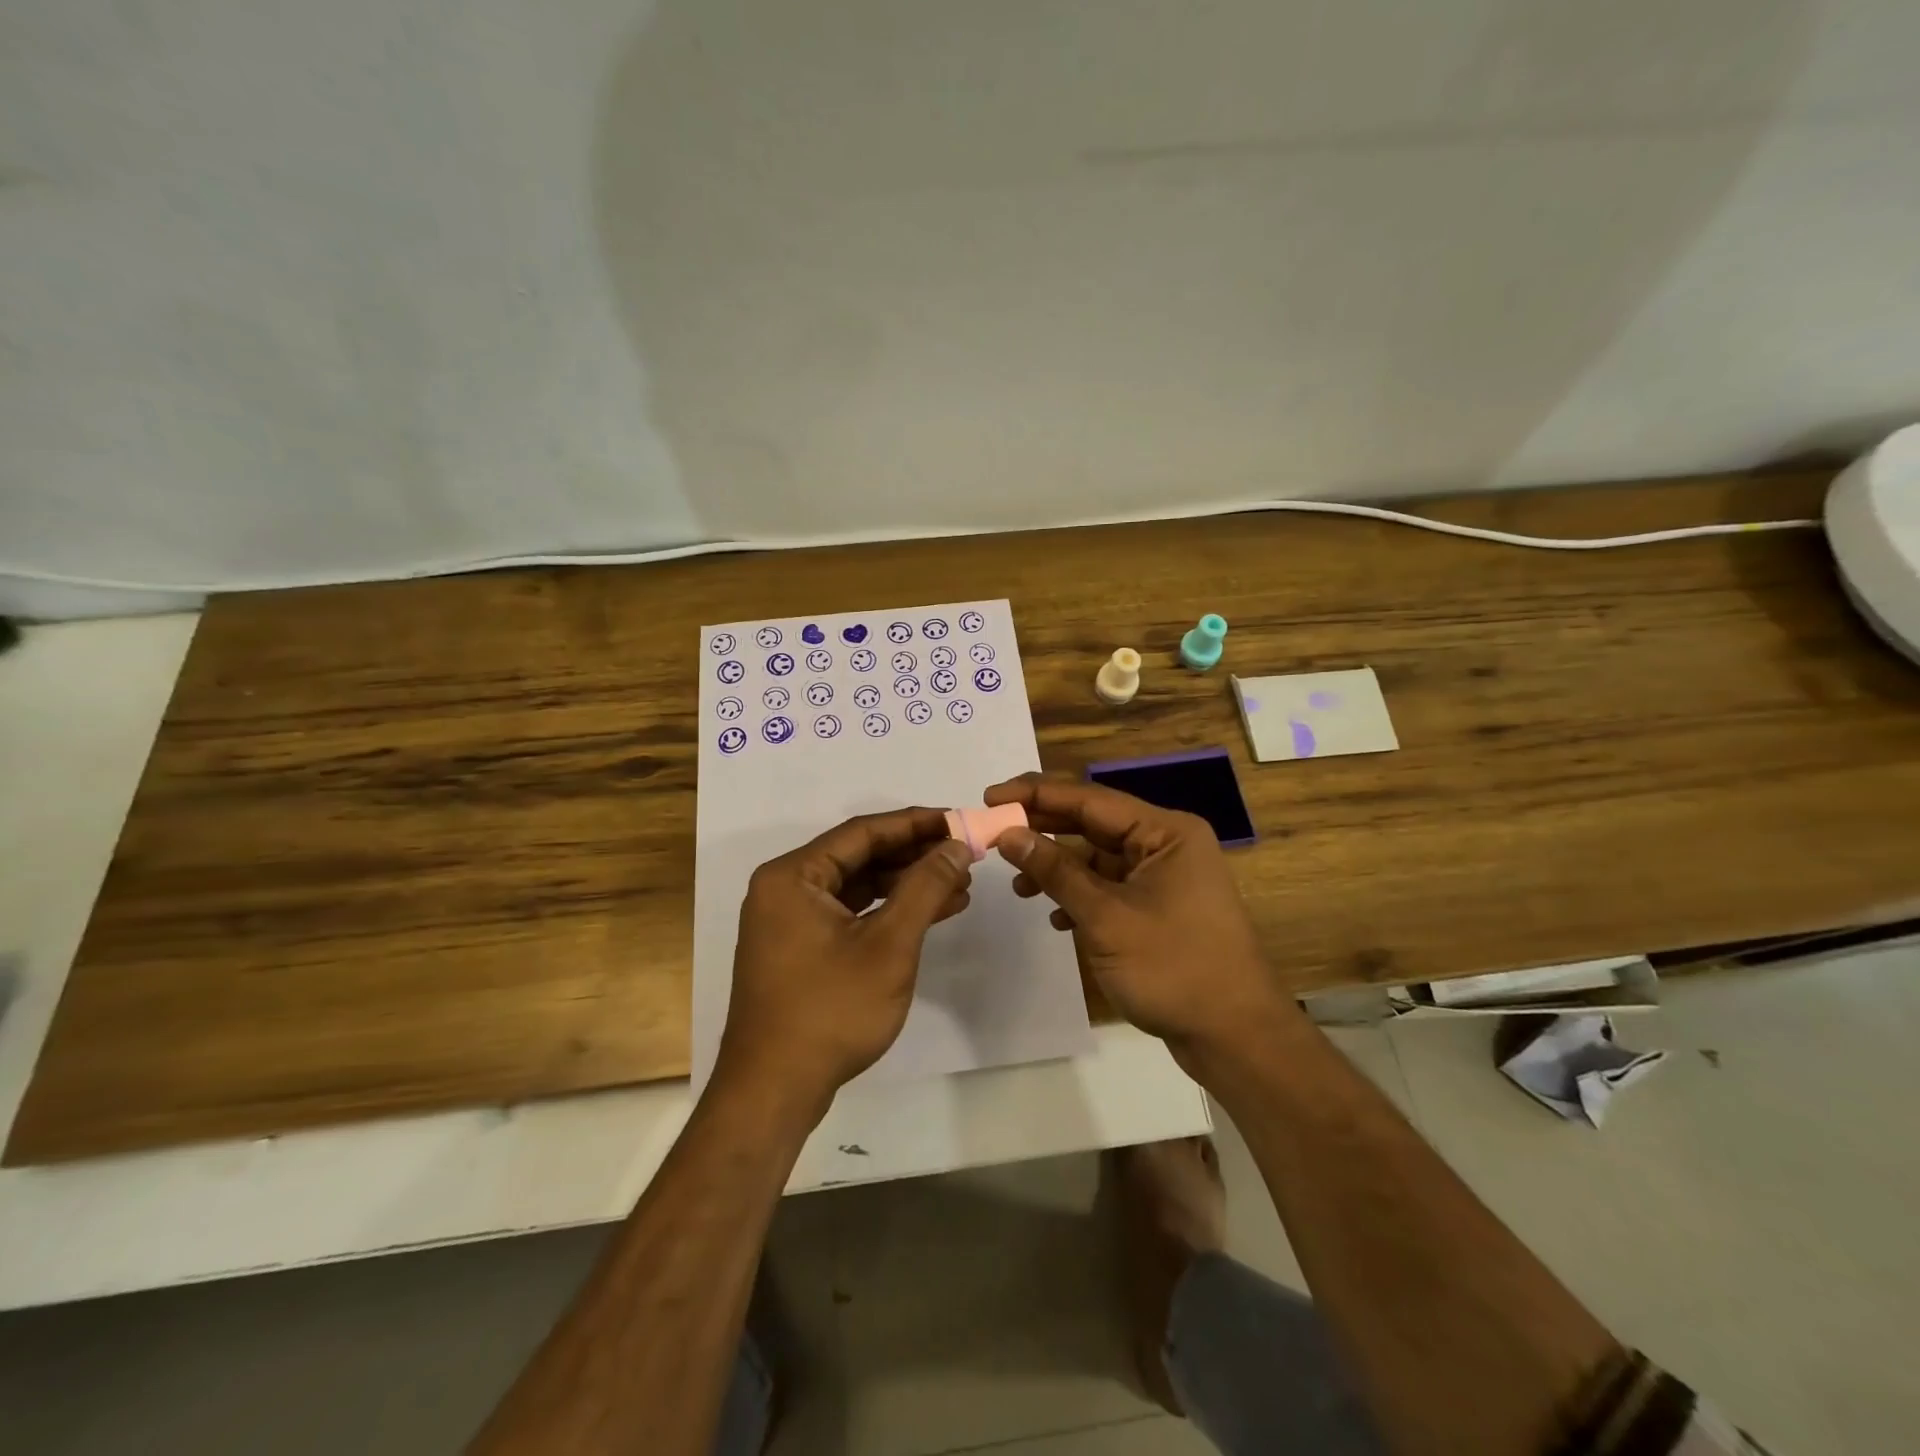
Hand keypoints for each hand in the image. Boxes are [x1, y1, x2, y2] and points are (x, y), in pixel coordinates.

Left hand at [715, 808, 973, 1114]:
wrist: (774, 1092)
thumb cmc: (830, 1010)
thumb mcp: (889, 945)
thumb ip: (924, 888)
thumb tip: (956, 846)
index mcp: (793, 876)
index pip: (863, 832)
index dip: (915, 823)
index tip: (958, 820)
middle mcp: (785, 889)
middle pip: (859, 857)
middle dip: (914, 856)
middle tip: (964, 854)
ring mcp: (790, 922)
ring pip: (857, 887)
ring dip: (906, 885)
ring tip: (959, 885)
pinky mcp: (800, 950)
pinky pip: (850, 914)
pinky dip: (887, 912)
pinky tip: (930, 913)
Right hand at [983, 774, 1297, 1065]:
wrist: (1235, 1036)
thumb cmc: (1173, 968)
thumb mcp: (1105, 917)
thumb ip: (1055, 870)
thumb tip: (1009, 834)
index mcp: (1165, 832)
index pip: (1090, 799)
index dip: (1036, 795)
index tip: (990, 796)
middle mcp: (1167, 844)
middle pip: (1093, 823)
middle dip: (1043, 829)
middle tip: (994, 832)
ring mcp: (1165, 876)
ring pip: (1099, 857)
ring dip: (1058, 868)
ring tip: (1018, 886)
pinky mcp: (1160, 906)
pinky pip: (1110, 886)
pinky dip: (1080, 895)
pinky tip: (1055, 915)